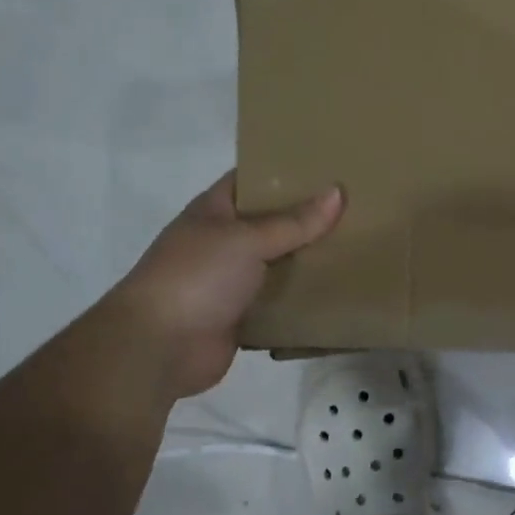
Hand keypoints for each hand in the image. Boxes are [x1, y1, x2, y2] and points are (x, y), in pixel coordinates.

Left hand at [115, 173, 343, 397]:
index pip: (251, 180)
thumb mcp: (247, 239)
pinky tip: (336, 293)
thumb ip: (294, 221)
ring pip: (277, 265)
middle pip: (269, 224)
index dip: (284, 172)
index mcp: (213, 211)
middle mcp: (220, 243)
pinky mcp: (240, 318)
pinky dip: (300, 301)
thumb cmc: (197, 277)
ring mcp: (229, 282)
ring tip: (356, 247)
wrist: (158, 347)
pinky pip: (277, 304)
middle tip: (356, 207)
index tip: (327, 167)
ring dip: (307, 261)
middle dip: (306, 218)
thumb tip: (338, 192)